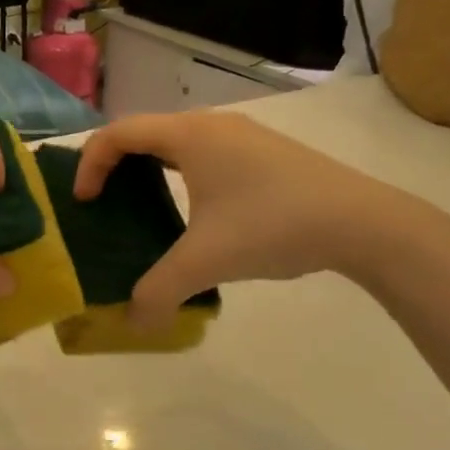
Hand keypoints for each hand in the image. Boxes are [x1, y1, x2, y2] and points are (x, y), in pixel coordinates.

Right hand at [73, 111, 427, 329]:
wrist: (365, 223)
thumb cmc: (273, 226)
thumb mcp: (206, 261)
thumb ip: (159, 292)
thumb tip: (133, 323)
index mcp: (188, 136)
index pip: (117, 134)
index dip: (89, 163)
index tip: (84, 202)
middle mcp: (211, 125)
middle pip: (144, 132)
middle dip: (115, 165)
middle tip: (105, 202)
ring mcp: (243, 136)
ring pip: (177, 141)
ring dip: (151, 168)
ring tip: (145, 207)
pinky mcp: (266, 152)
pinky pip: (205, 152)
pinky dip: (183, 172)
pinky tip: (199, 212)